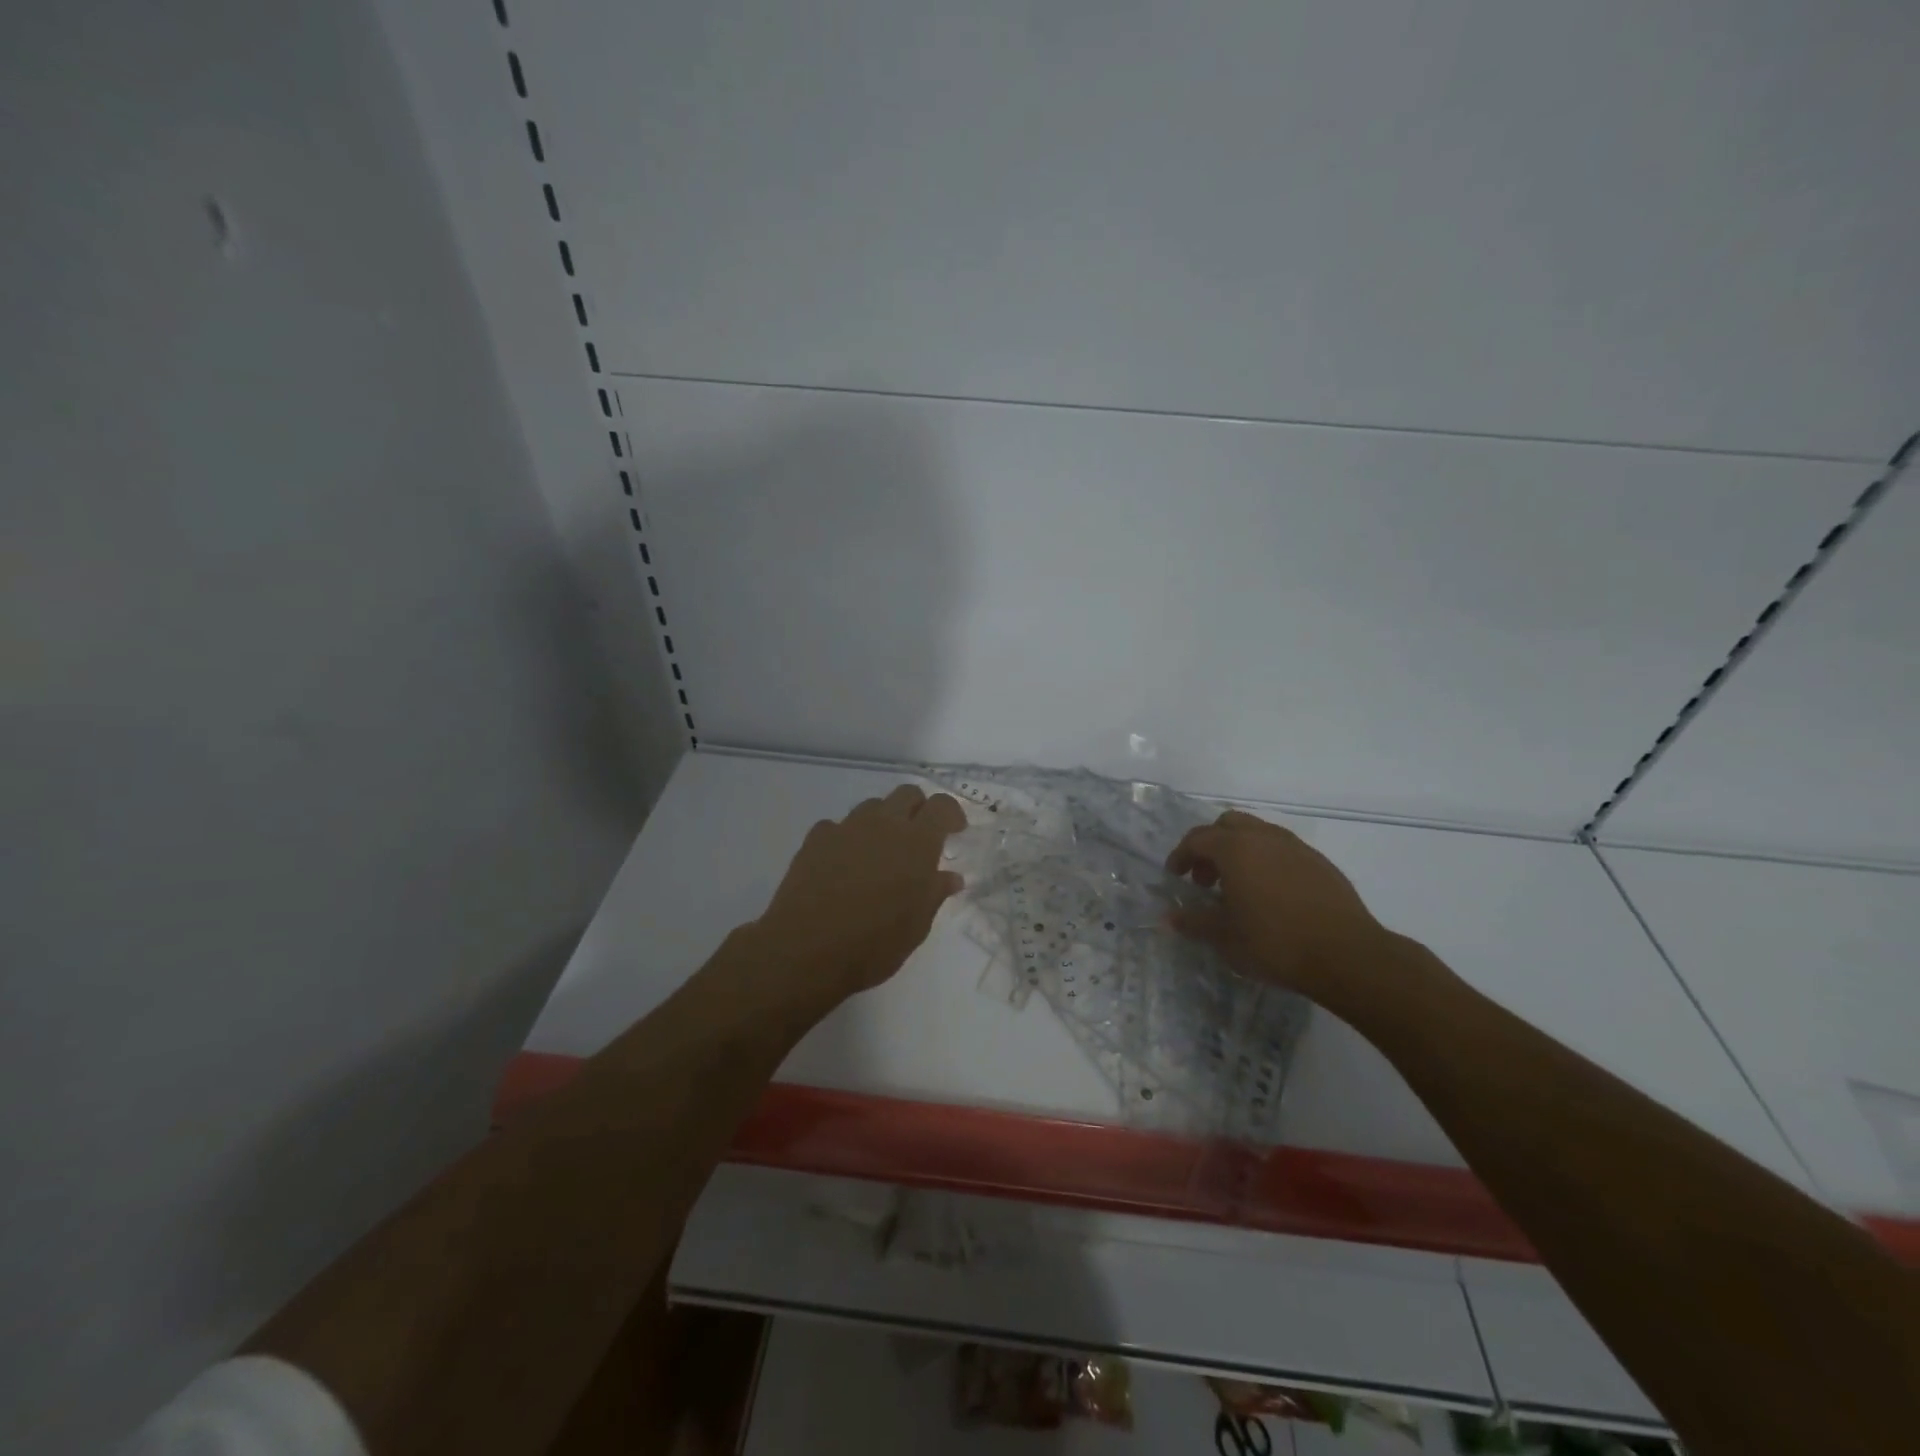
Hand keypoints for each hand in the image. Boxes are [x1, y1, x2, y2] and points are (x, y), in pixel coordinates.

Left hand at [753, 784, 967, 1004]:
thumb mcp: (916, 926)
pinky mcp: (815, 839)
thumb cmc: (873, 944)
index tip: (955, 831)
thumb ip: (934, 894)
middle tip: (919, 839)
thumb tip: (949, 877)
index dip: (952, 814)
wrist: (805, 950)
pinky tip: (844, 865)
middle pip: (906, 794)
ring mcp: (846, 828)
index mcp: (916, 843)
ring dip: (883, 821)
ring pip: (872, 807)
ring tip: (880, 854)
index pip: (941, 806)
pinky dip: (847, 838)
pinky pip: (838, 826)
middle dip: (918, 809)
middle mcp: (883, 824)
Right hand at [1165, 810, 1395, 1006]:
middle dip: (1210, 846)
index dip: (1181, 855)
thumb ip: (1194, 922)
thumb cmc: (1275, 943)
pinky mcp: (1320, 863)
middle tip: (1205, 879)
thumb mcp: (1225, 938)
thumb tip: (1171, 916)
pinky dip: (1266, 861)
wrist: (1347, 955)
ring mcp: (1296, 847)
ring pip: (1258, 833)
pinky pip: (1282, 850)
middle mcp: (1264, 837)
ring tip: (1237, 887)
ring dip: (1239, 852)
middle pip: (1228, 825)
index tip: (1175, 877)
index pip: (1197, 839)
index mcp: (1235, 849)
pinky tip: (1271, 895)